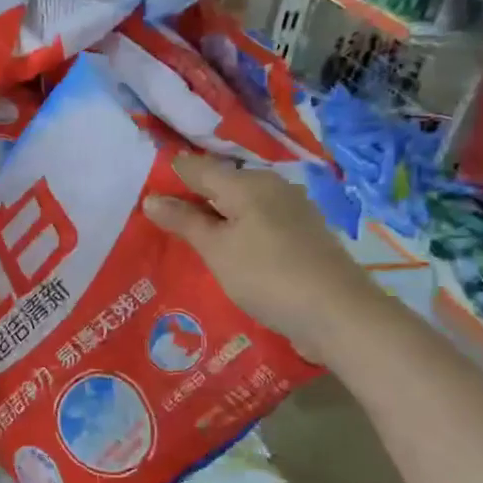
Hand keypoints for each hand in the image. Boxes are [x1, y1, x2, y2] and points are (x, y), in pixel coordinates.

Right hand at [143, 154, 381, 362]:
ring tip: (186, 242)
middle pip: (220, 185)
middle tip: (158, 223)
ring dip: (213, 220)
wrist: (339, 315)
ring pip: (239, 206)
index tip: (142, 196)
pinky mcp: (302, 235)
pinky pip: (257, 224)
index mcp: (248, 182)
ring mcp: (291, 211)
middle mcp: (271, 187)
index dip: (168, 178)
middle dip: (190, 201)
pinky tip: (225, 255)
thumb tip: (150, 197)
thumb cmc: (268, 275)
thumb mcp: (216, 249)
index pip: (196, 167)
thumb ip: (183, 221)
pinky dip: (236, 234)